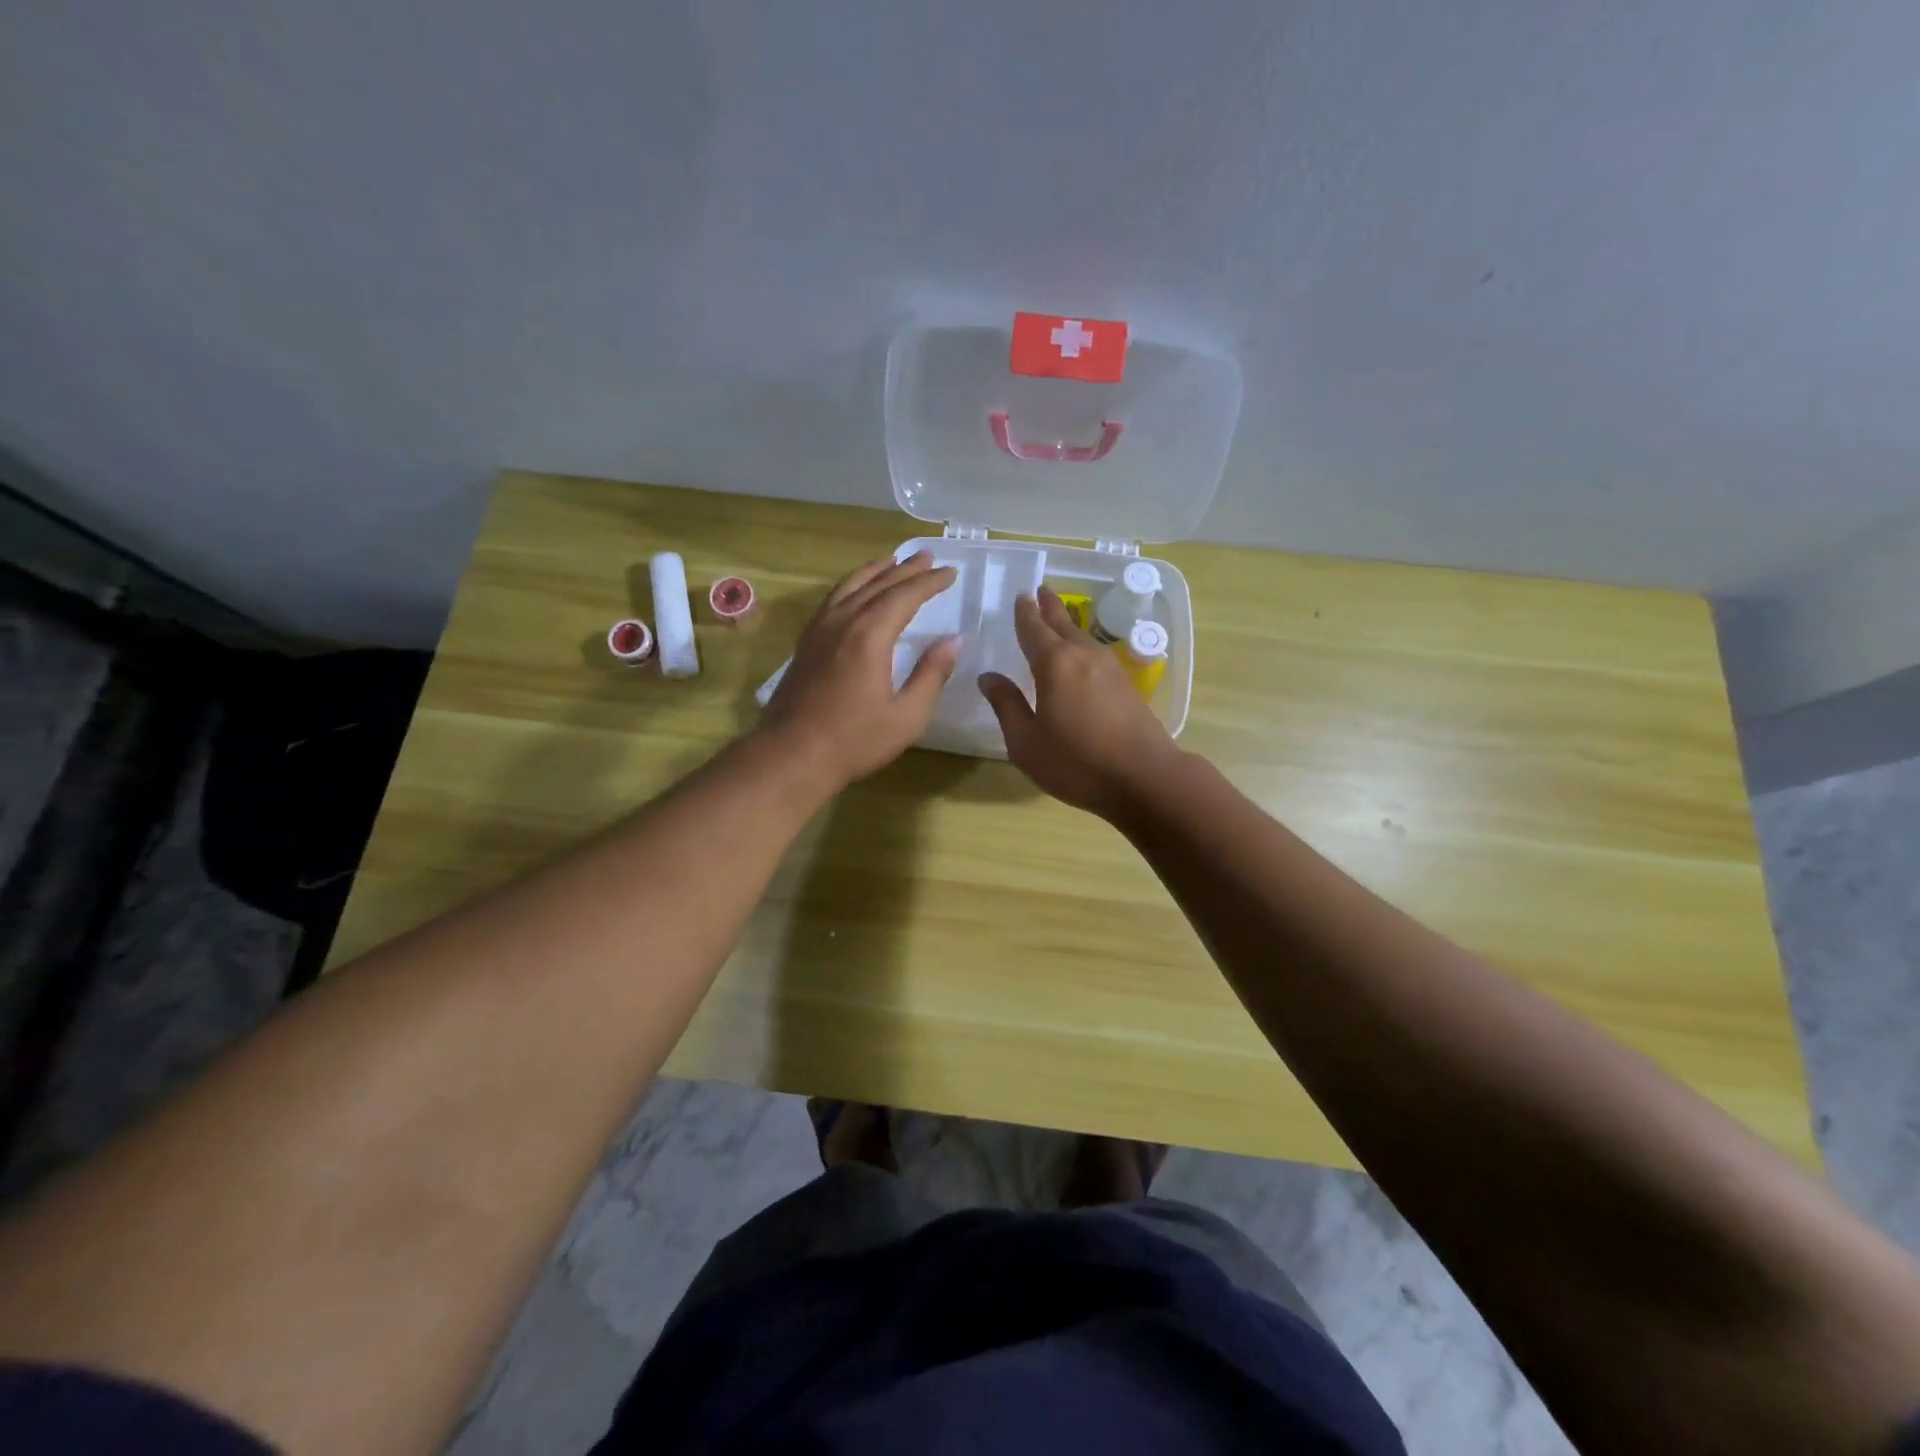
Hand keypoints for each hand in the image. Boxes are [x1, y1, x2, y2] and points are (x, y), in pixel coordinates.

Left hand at [761, 552, 958, 787]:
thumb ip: (932, 675)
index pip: (905, 596)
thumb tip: (952, 641)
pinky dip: (851, 585)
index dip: (929, 582)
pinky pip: (832, 600)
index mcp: (870, 636)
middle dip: (905, 569)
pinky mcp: (806, 642)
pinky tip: (855, 591)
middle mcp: (842, 622)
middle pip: (878, 584)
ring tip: (892, 560)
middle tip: (928, 556)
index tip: (950, 572)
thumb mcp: (907, 716)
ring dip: (875, 570)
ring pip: (850, 586)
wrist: (792, 755)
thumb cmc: (854, 740)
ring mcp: (819, 630)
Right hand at [978, 587, 1181, 820]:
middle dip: (1049, 607)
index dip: (1024, 613)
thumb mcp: (1026, 742)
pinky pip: (1096, 653)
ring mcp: (1109, 668)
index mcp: (1054, 664)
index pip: (1033, 629)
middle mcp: (1083, 656)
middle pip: (1063, 624)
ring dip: (1068, 624)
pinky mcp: (1126, 685)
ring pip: (1083, 637)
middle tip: (1041, 590)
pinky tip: (1081, 655)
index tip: (1020, 596)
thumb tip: (989, 678)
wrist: (1144, 778)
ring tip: (1058, 617)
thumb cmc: (1076, 762)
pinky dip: (1082, 645)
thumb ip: (1006, 706)